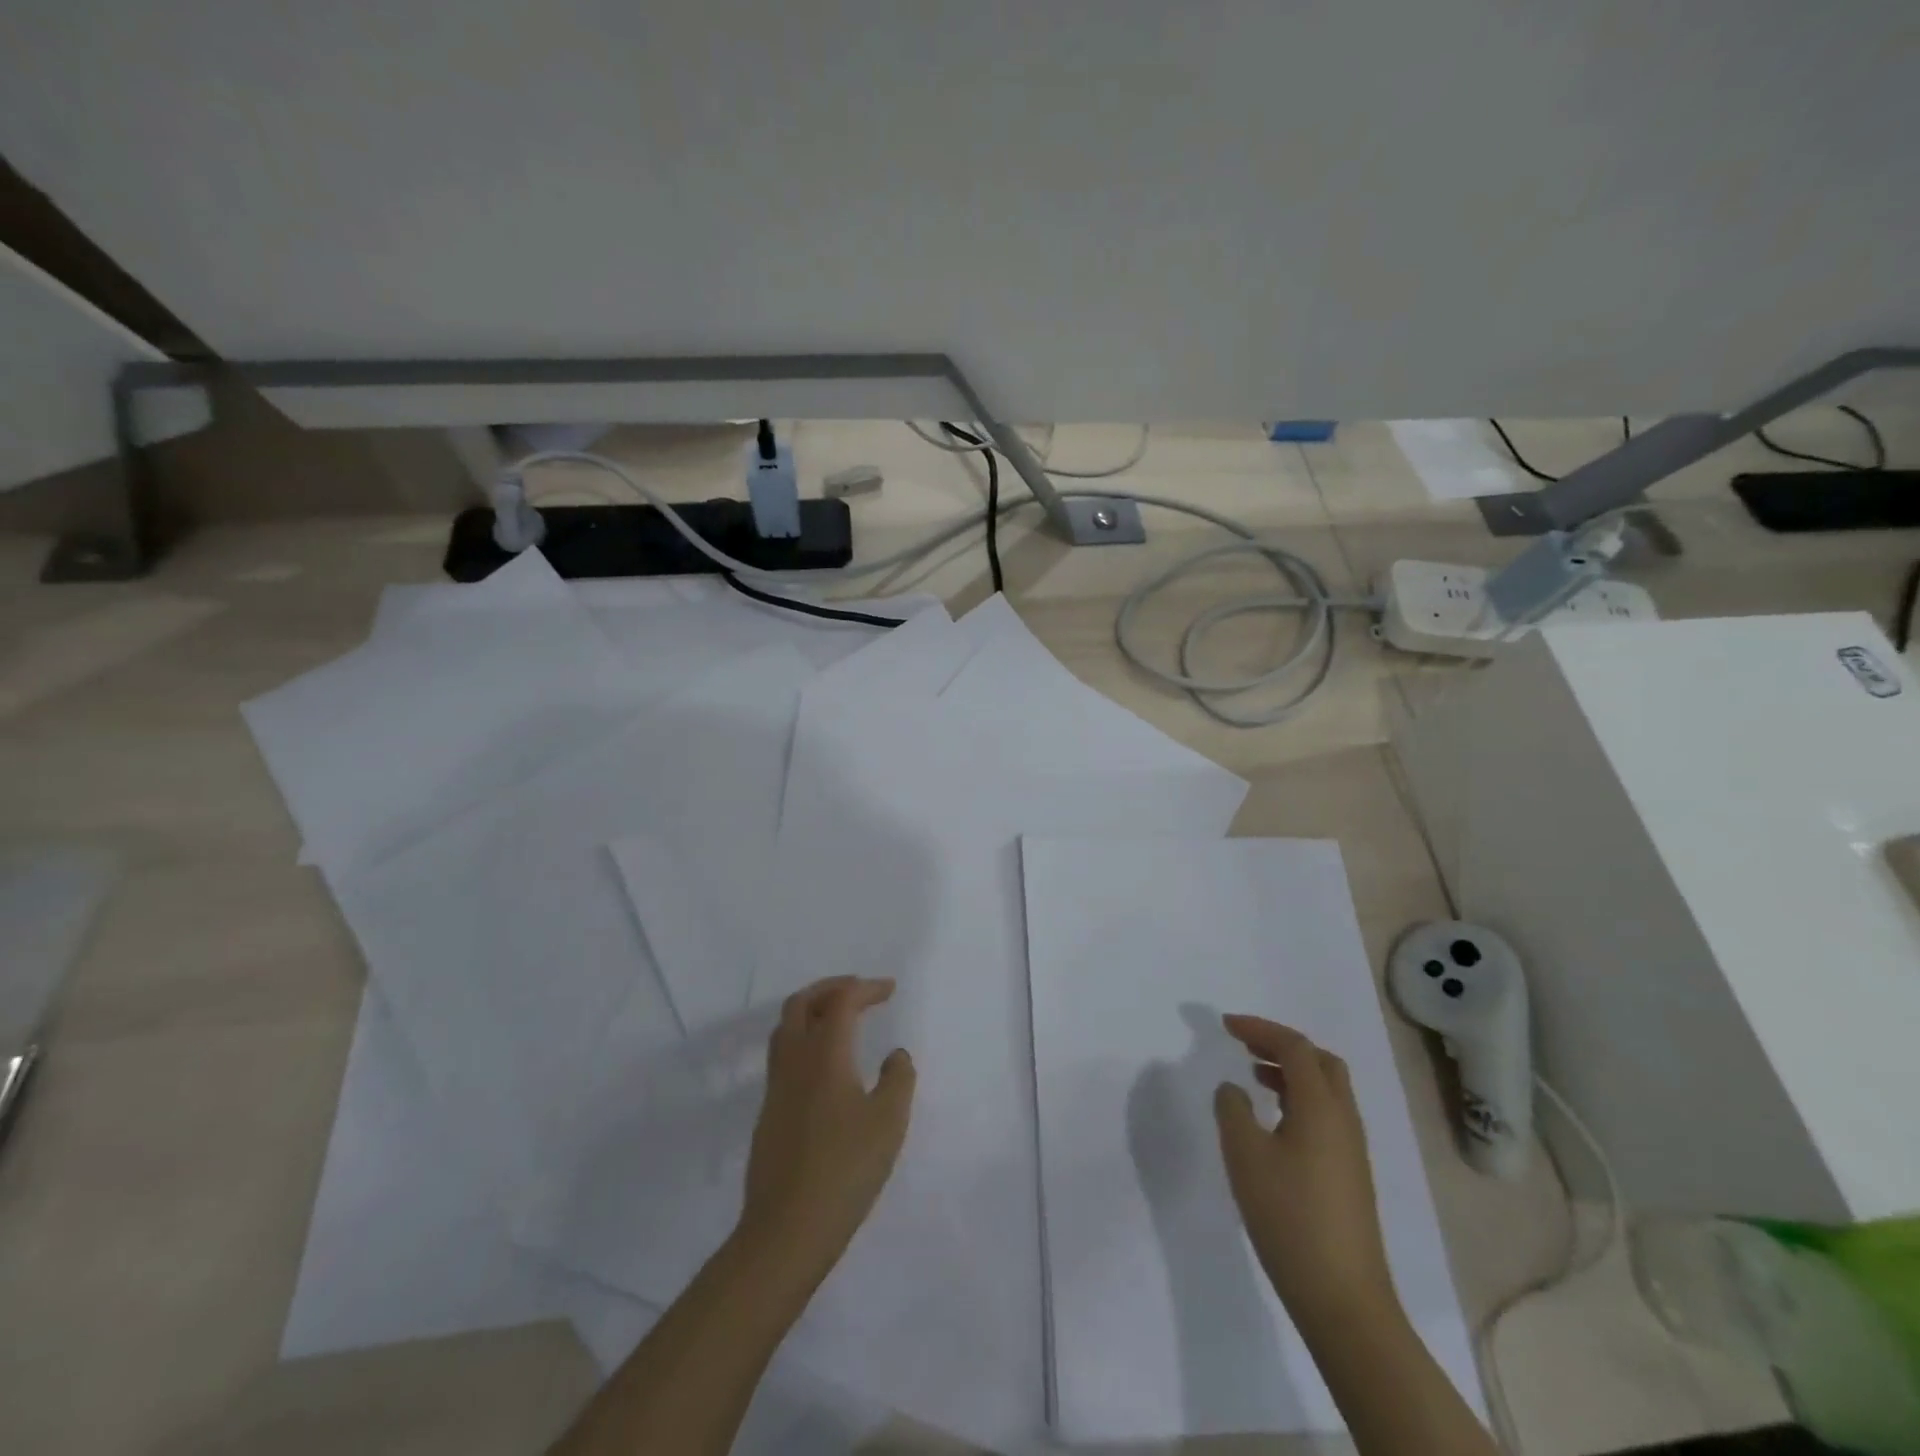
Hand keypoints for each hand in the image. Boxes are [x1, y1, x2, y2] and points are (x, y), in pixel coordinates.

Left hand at [737, 976, 915, 1287]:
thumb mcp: (889, 1122)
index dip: (865, 988)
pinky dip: (805, 1039)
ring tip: (841, 1019)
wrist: (787, 1230)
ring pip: (786, 1028)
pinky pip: (784, 1055)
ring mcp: (776, 1088)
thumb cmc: (845, 1170)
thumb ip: (898, 1079)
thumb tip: (895, 1055)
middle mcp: (794, 1061)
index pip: (841, 1001)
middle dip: (831, 988)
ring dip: (813, 1011)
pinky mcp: (769, 1113)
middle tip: (859, 992)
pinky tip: (826, 1065)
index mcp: (824, 1054)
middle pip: (801, 1003)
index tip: (890, 989)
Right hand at [1213, 1015, 1396, 1329]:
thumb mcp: (1245, 1156)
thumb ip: (1233, 1110)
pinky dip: (1299, 1099)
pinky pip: (1326, 1114)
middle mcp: (1343, 1119)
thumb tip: (1234, 1089)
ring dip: (1291, 1072)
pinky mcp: (1349, 1174)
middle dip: (1281, 1044)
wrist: (1343, 1299)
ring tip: (1254, 1076)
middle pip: (1320, 1061)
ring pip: (1326, 1089)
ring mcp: (1351, 1149)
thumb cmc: (1289, 1217)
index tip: (1224, 1025)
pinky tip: (1273, 1121)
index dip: (1259, 1028)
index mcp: (1322, 1107)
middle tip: (1245, 1044)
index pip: (1294, 1047)